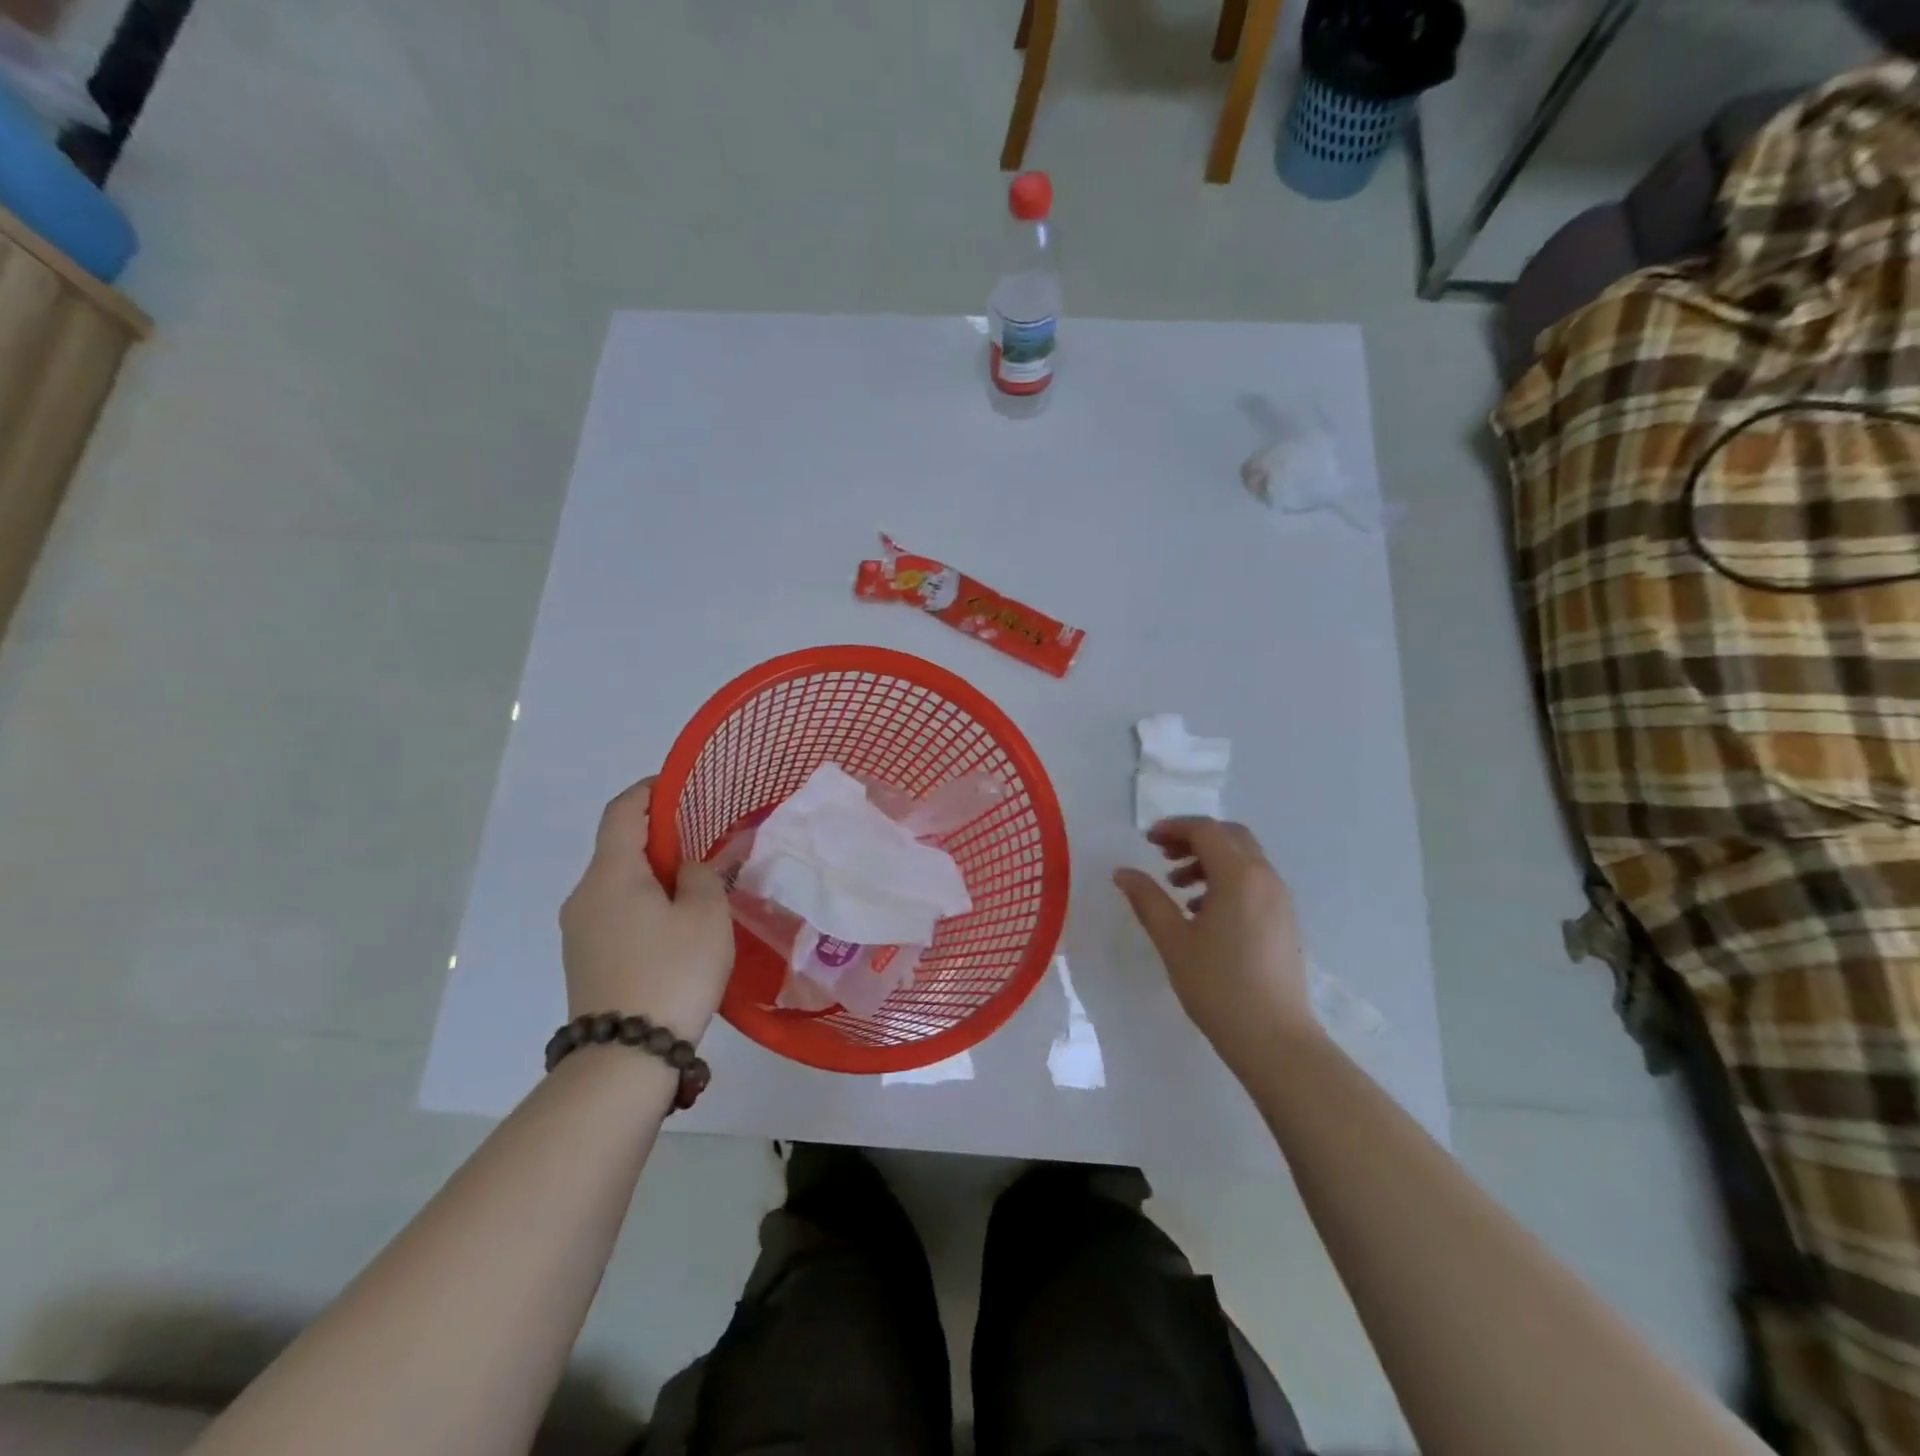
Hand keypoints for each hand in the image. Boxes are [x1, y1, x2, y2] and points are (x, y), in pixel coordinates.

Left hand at [560, 778, 734, 1040]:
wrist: (624, 1058)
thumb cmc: (672, 973)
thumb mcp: (706, 915)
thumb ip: (701, 876)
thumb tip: (683, 870)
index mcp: (610, 874)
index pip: (623, 811)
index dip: (651, 790)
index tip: (683, 787)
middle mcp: (583, 895)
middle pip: (618, 846)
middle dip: (660, 836)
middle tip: (704, 841)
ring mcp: (578, 930)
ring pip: (617, 882)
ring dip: (652, 874)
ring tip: (696, 885)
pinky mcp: (584, 959)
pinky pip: (614, 911)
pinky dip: (643, 902)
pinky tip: (675, 924)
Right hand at [1113, 818, 1318, 1076]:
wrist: (1274, 1039)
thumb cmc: (1218, 986)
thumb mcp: (1173, 940)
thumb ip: (1147, 899)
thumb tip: (1123, 872)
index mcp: (1239, 876)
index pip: (1206, 831)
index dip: (1174, 828)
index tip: (1147, 841)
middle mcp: (1265, 878)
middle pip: (1230, 837)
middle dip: (1194, 838)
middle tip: (1162, 856)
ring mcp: (1280, 900)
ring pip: (1244, 859)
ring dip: (1210, 860)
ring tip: (1177, 887)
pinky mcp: (1284, 921)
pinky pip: (1254, 882)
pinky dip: (1227, 880)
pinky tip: (1202, 912)